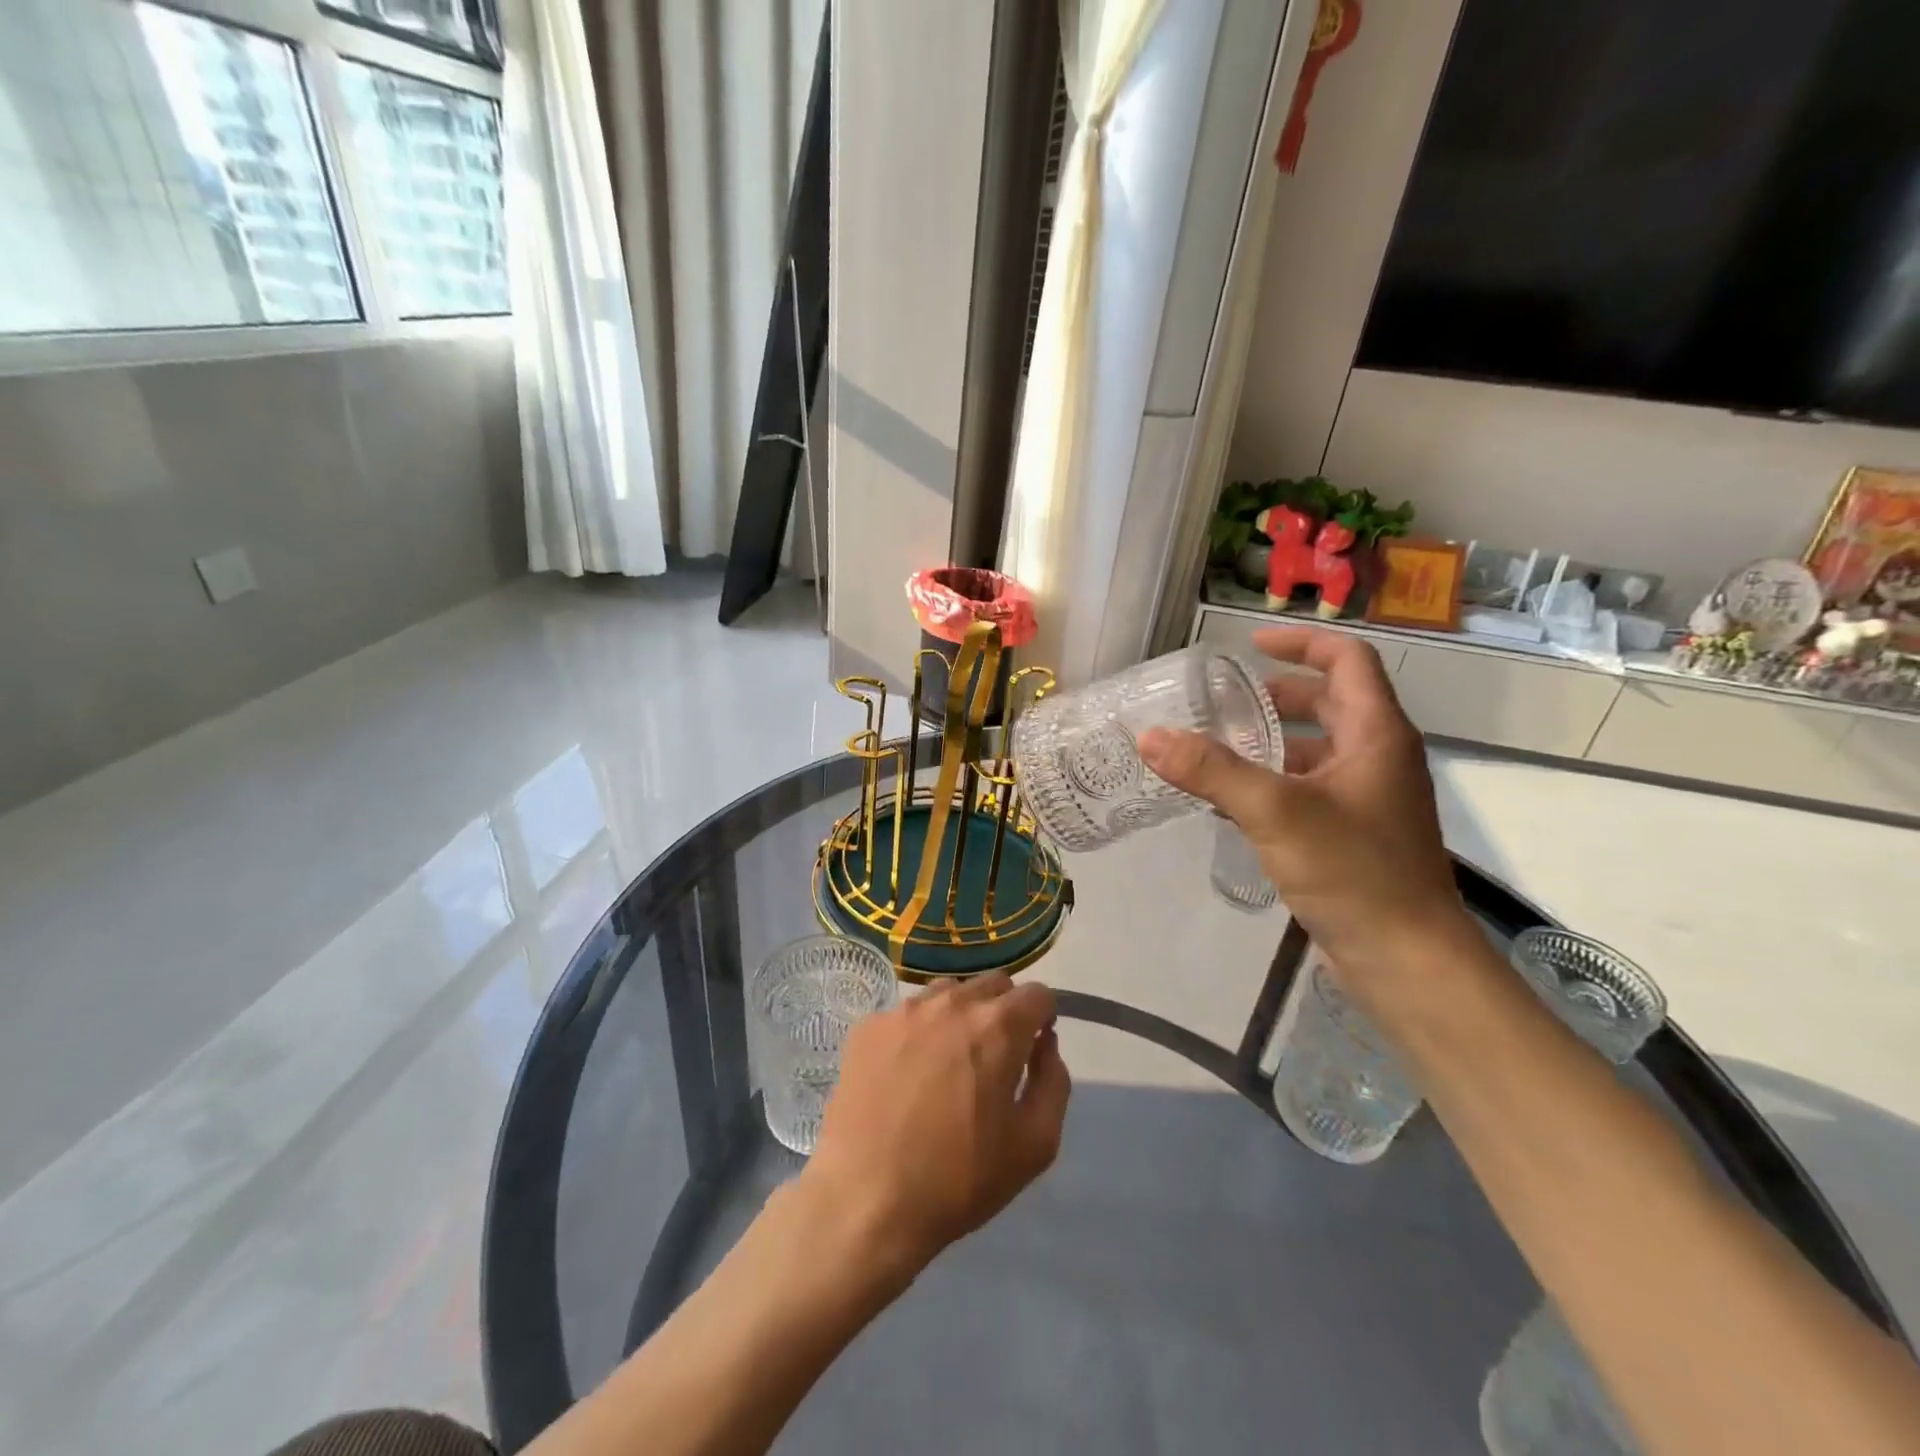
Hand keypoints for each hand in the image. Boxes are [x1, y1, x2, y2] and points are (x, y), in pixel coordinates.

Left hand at [801, 975, 1069, 1277]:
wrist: (864, 1201)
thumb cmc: (958, 1179)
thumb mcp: (1035, 1145)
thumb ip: (1053, 1082)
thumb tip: (1044, 1043)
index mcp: (997, 1026)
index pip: (1037, 994)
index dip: (1043, 1018)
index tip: (1033, 1049)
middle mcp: (952, 1002)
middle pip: (993, 985)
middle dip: (1005, 1011)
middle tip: (994, 1059)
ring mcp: (904, 1010)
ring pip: (948, 993)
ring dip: (960, 1015)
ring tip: (948, 1064)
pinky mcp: (868, 1027)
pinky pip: (907, 1014)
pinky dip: (918, 1032)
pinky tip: (906, 1075)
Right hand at [1139, 626, 1468, 980]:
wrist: (1406, 959)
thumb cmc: (1353, 871)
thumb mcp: (1276, 812)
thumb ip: (1212, 771)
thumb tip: (1150, 737)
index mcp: (1376, 734)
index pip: (1347, 660)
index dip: (1301, 643)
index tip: (1250, 645)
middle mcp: (1377, 757)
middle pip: (1330, 703)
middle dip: (1276, 695)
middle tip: (1223, 703)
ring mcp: (1368, 798)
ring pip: (1316, 750)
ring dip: (1269, 742)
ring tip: (1215, 750)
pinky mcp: (1353, 833)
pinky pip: (1308, 789)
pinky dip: (1272, 782)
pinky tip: (1230, 802)